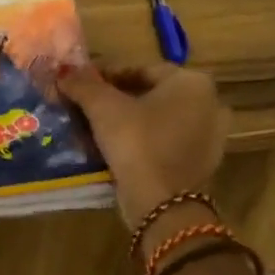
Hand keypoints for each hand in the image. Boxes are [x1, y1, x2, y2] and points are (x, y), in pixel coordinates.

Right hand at [59, 63, 227, 226]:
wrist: (163, 205)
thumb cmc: (137, 143)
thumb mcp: (103, 108)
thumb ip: (84, 84)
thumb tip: (63, 71)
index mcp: (192, 82)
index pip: (141, 69)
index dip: (107, 74)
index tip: (81, 84)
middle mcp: (209, 104)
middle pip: (152, 94)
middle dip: (118, 99)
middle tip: (87, 106)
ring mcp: (210, 136)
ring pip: (159, 120)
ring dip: (130, 121)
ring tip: (97, 129)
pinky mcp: (202, 163)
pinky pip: (167, 143)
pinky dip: (144, 142)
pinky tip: (118, 150)